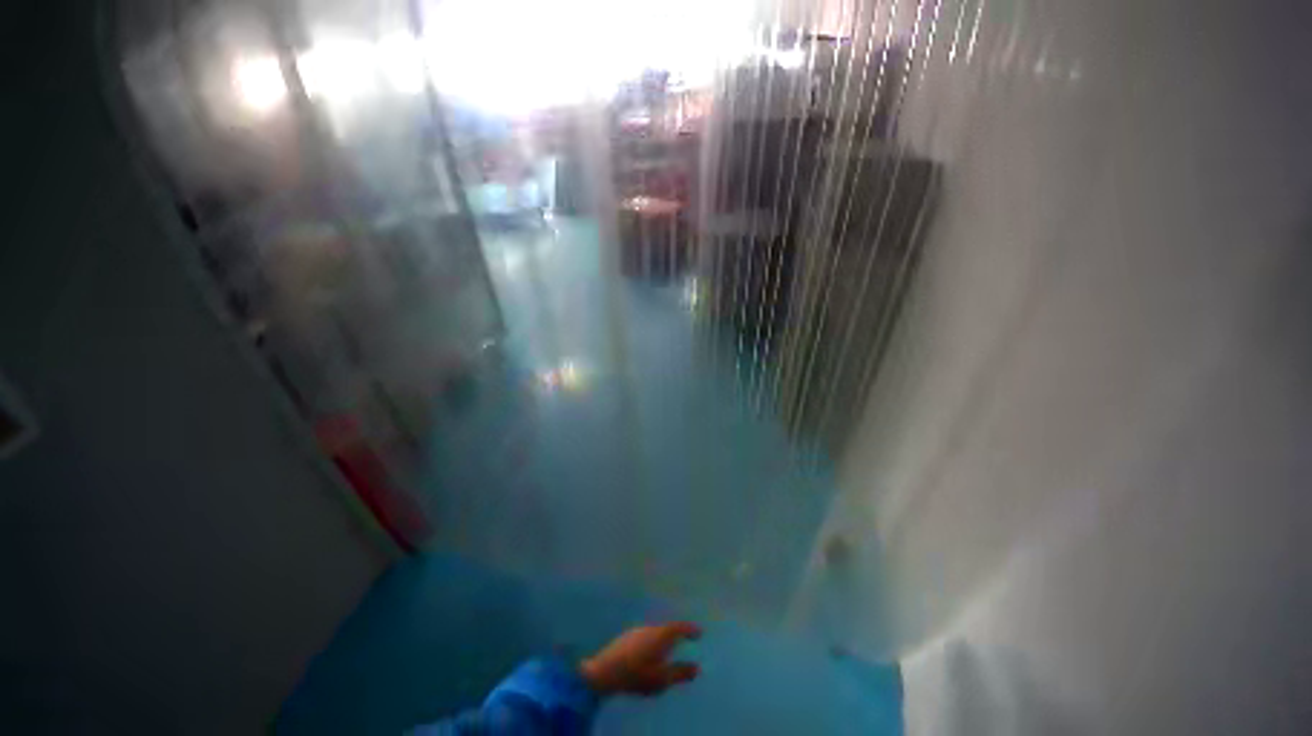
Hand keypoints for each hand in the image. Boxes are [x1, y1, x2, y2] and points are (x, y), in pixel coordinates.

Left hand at [579, 621, 701, 695]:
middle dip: (675, 634)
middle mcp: (650, 627)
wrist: (604, 672)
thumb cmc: (637, 674)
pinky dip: (651, 643)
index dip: (690, 629)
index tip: (699, 632)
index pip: (679, 627)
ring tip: (666, 650)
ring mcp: (636, 630)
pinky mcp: (626, 637)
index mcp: (661, 635)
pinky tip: (647, 655)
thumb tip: (697, 667)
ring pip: (654, 633)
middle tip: (684, 640)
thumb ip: (680, 673)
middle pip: (667, 628)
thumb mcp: (662, 679)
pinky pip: (645, 637)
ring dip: (662, 640)